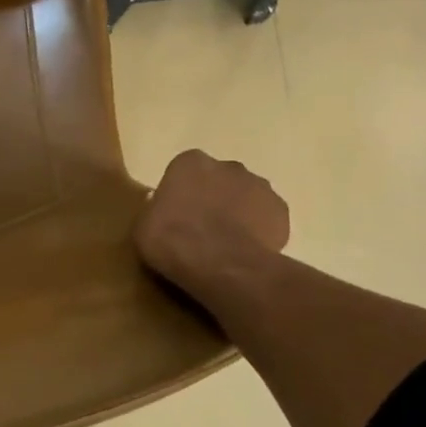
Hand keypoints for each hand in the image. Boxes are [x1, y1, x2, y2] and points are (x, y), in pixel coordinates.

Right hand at [135, 150, 290, 306]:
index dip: (182, 193)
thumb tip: (161, 206)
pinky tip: (246, 251)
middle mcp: (228, 166)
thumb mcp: (144, 225)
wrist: (219, 264)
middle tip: (201, 229)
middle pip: (219, 180)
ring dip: (238, 212)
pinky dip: (259, 230)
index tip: (176, 215)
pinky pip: (267, 218)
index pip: (185, 170)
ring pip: (246, 197)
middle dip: (213, 198)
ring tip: (226, 244)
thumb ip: (155, 209)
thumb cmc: (171, 239)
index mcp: (190, 162)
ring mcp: (259, 186)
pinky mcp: (281, 211)